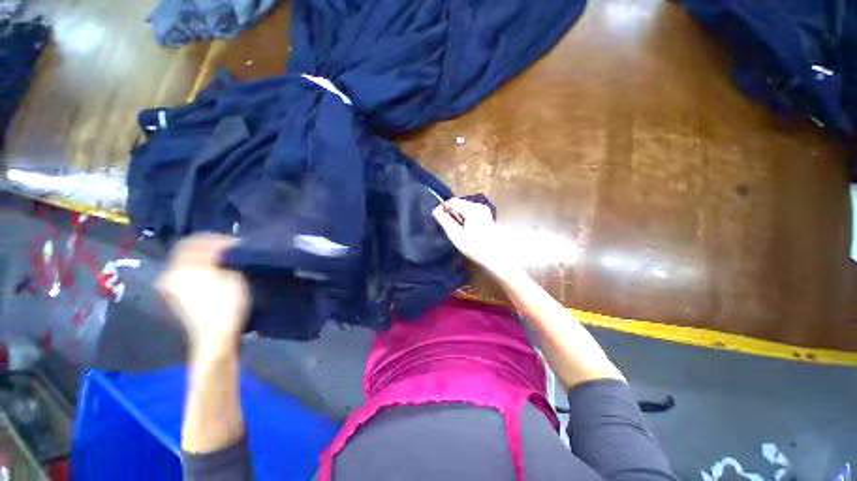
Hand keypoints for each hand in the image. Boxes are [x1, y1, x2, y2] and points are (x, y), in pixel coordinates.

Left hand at [157, 234, 248, 360]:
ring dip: (207, 259)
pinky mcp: (179, 298)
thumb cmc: (225, 303)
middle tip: (232, 250)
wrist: (215, 336)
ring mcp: (172, 287)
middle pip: (190, 251)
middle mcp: (171, 274)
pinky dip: (203, 270)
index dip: (216, 238)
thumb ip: (224, 255)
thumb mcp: (230, 275)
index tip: (235, 242)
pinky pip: (189, 274)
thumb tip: (224, 243)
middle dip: (211, 248)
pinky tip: (217, 275)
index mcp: (181, 266)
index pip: (194, 240)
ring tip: (227, 262)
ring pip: (189, 263)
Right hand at [432, 198, 512, 272]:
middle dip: (450, 212)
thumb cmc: (475, 247)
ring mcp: (484, 211)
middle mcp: (479, 206)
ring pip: (465, 208)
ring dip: (457, 216)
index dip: (442, 208)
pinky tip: (464, 230)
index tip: (436, 218)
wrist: (497, 257)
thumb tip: (435, 211)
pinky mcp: (487, 217)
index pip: (452, 201)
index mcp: (472, 209)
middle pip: (459, 203)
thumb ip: (445, 221)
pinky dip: (464, 219)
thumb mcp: (456, 235)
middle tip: (445, 226)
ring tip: (454, 229)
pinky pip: (471, 213)